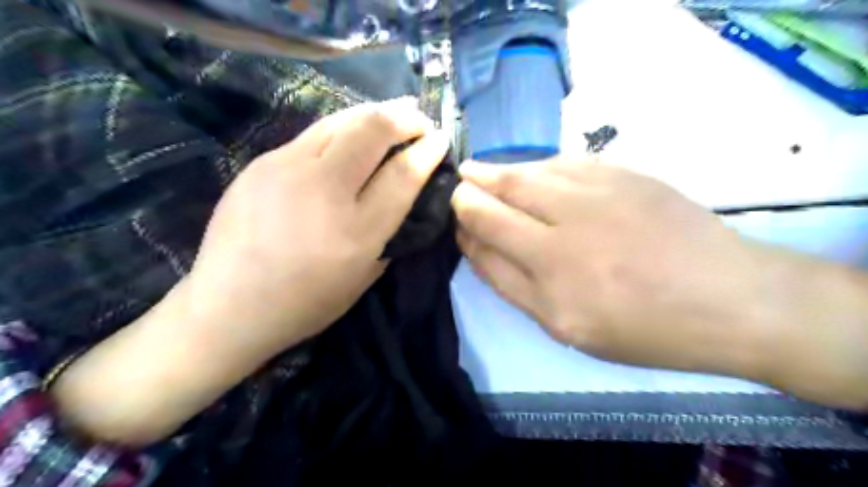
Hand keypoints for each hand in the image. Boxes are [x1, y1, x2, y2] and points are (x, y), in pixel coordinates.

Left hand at [51, 99, 454, 444]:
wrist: (228, 305)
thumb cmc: (306, 302)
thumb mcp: (364, 277)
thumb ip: (389, 233)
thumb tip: (404, 195)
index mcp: (356, 231)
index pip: (403, 174)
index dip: (428, 150)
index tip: (442, 139)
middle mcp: (324, 191)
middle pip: (374, 131)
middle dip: (406, 118)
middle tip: (420, 121)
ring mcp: (288, 169)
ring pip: (343, 121)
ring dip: (376, 112)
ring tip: (394, 112)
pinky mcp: (263, 162)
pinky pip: (314, 134)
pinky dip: (344, 128)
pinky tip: (351, 135)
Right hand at [455, 157, 772, 377]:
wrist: (727, 297)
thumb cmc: (641, 325)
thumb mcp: (564, 325)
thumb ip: (511, 283)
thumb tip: (475, 243)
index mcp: (551, 269)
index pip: (484, 227)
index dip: (463, 216)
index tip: (456, 215)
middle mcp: (567, 223)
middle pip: (499, 191)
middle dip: (471, 187)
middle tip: (461, 185)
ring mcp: (598, 191)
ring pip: (529, 170)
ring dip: (499, 171)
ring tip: (481, 172)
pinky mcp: (624, 173)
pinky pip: (564, 161)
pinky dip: (539, 166)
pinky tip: (534, 172)